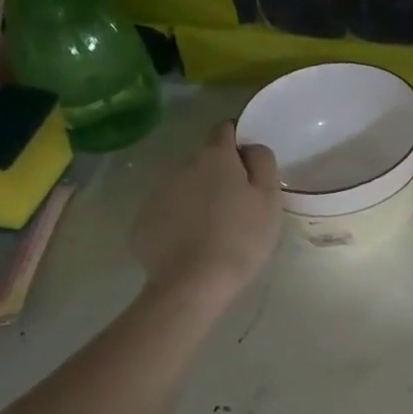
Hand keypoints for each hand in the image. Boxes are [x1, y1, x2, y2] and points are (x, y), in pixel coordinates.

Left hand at [130, 121, 280, 306]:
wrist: (194, 283)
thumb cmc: (242, 238)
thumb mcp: (269, 198)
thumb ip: (262, 162)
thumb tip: (250, 147)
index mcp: (215, 157)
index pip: (225, 129)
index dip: (238, 141)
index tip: (250, 165)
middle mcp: (182, 167)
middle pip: (205, 161)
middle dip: (220, 176)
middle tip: (239, 207)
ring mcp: (158, 194)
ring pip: (185, 187)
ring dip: (199, 199)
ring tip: (215, 231)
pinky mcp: (143, 221)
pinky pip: (168, 213)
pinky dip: (180, 222)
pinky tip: (193, 246)